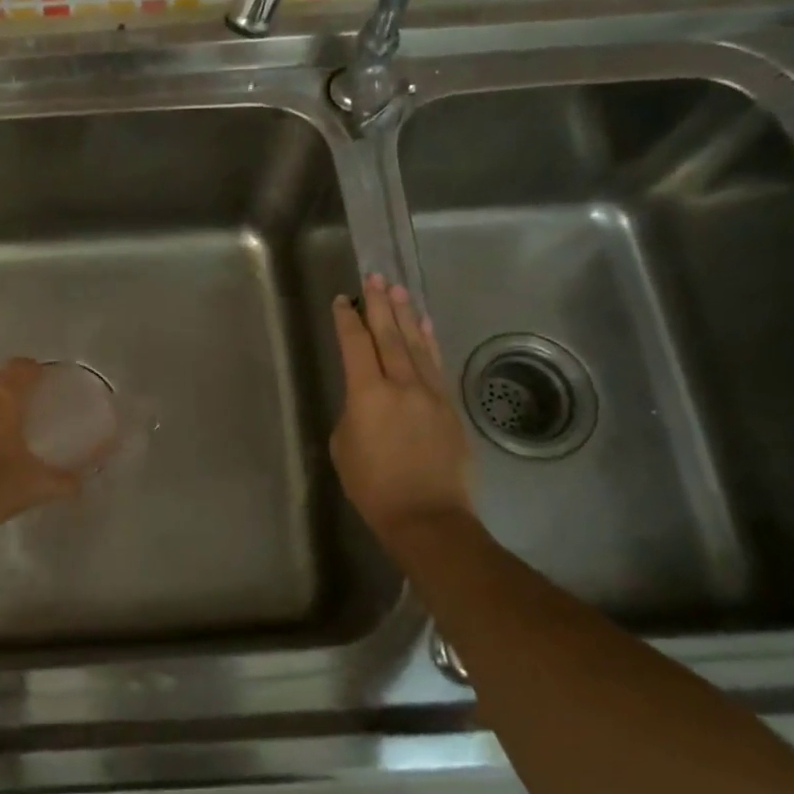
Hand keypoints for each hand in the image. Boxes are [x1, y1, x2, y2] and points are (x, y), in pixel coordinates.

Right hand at [330, 273, 474, 538]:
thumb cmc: (373, 486)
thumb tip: (368, 400)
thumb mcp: (344, 445)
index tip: (343, 300)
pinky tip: (425, 326)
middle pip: (389, 335)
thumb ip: (354, 412)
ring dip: (406, 315)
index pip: (356, 345)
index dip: (347, 320)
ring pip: (416, 344)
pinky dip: (429, 341)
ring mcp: (431, 393)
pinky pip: (437, 364)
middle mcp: (402, 384)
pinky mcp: (450, 407)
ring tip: (398, 290)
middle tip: (375, 278)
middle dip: (380, 305)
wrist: (427, 516)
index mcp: (368, 394)